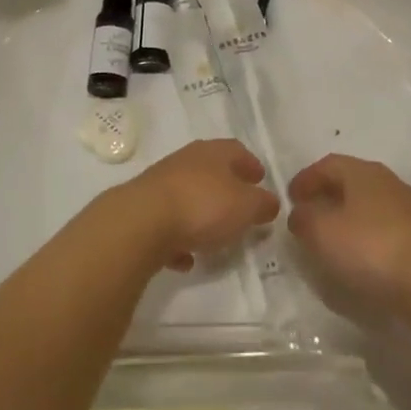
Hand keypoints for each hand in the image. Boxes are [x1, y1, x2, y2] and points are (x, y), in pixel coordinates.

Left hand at [106, 140, 280, 271]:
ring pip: (187, 195)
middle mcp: (185, 161)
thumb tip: (269, 202)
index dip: (251, 164)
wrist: (141, 222)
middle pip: (210, 170)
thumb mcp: (246, 206)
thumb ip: (262, 204)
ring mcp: (160, 184)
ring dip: (200, 213)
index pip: (237, 150)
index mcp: (213, 153)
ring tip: (214, 236)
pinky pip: (167, 224)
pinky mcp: (141, 211)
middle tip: (240, 208)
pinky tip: (185, 259)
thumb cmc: (202, 206)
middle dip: (226, 188)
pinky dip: (178, 239)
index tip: (260, 179)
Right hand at [287, 154, 410, 313]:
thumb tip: (301, 213)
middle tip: (307, 217)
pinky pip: (384, 227)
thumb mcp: (322, 233)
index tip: (290, 198)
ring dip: (347, 217)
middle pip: (350, 182)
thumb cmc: (370, 248)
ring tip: (330, 240)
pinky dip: (365, 235)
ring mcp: (409, 208)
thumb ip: (304, 219)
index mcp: (363, 171)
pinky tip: (359, 257)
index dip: (305, 179)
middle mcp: (388, 182)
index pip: (327, 164)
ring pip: (368, 205)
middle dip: (326, 196)